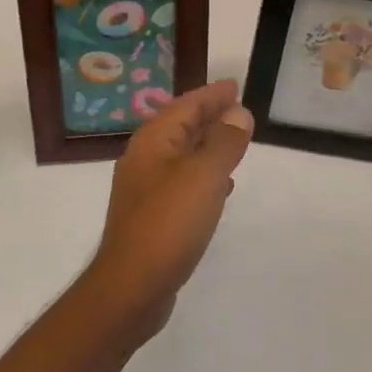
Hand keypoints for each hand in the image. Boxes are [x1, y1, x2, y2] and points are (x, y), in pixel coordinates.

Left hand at [88, 80, 254, 338]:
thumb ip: (224, 142)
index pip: (185, 106)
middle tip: (239, 109)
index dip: (211, 95)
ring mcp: (146, 190)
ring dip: (207, 145)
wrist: (132, 285)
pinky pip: (183, 182)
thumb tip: (238, 113)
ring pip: (182, 155)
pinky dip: (203, 175)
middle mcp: (145, 159)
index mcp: (153, 142)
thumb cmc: (169, 222)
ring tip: (235, 141)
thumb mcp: (204, 175)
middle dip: (209, 116)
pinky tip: (221, 186)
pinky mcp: (153, 216)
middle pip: (181, 127)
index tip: (235, 86)